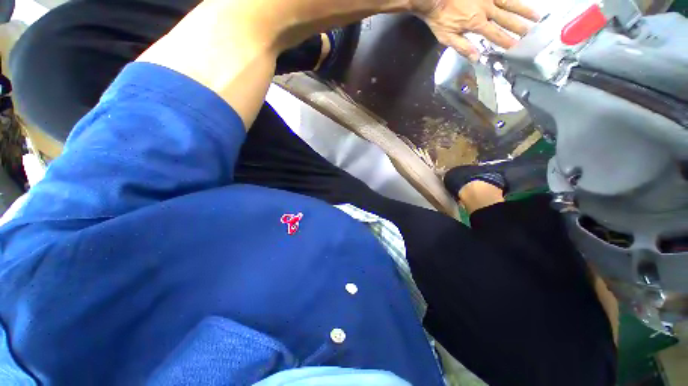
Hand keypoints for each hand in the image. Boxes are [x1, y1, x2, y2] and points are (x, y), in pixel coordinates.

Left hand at [414, 0, 539, 59]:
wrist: (434, 0)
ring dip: (524, 10)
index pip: (495, 35)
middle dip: (520, 26)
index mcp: (476, 23)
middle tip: (533, 33)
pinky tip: (521, 2)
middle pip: (507, 19)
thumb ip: (462, 47)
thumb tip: (476, 58)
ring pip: (510, 3)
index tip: (517, 47)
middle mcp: (486, 9)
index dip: (506, 41)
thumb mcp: (447, 38)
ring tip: (537, 16)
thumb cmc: (440, 20)